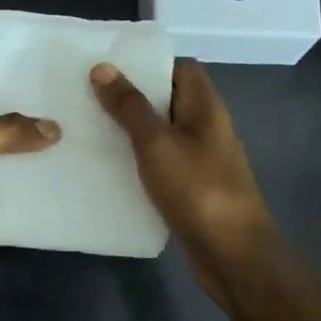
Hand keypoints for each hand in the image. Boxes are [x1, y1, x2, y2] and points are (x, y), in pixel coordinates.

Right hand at [90, 61, 278, 300]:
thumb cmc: (198, 190)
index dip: (150, 64)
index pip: (182, 69)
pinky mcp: (192, 189)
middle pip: (169, 101)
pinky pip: (161, 165)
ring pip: (162, 135)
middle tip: (88, 97)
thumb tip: (103, 67)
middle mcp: (206, 128)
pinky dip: (138, 163)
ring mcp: (201, 161)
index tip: (111, 69)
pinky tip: (108, 170)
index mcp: (206, 107)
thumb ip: (130, 106)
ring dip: (131, 133)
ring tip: (88, 129)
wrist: (233, 256)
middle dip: (132, 99)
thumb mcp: (157, 143)